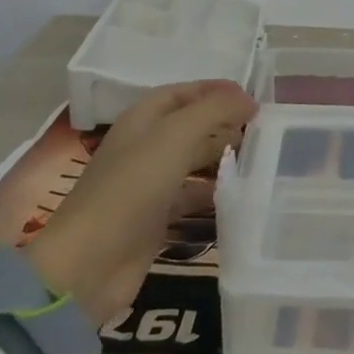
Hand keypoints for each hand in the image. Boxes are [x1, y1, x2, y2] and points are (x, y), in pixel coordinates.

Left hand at [25, 81, 255, 324]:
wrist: (91, 263)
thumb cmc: (132, 187)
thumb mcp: (176, 136)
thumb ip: (215, 110)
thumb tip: (248, 99)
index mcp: (141, 120)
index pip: (181, 93)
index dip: (214, 90)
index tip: (252, 98)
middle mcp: (143, 147)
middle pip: (188, 126)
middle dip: (222, 124)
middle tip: (262, 129)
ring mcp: (148, 184)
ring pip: (192, 161)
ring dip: (221, 158)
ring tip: (258, 159)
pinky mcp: (155, 219)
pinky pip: (190, 197)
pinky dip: (213, 193)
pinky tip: (239, 196)